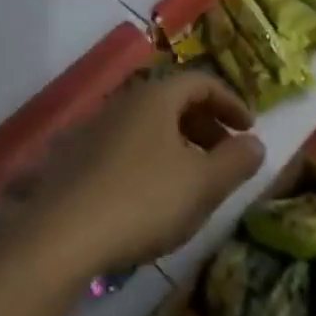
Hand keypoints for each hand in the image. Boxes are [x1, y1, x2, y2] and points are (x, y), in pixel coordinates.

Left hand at [16, 74, 265, 280]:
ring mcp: (93, 127)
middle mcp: (123, 101)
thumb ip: (235, 161)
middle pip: (172, 101)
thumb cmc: (142, 200)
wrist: (60, 233)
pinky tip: (147, 196)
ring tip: (190, 180)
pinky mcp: (72, 156)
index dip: (230, 102)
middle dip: (204, 125)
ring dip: (176, 144)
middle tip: (224, 156)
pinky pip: (122, 146)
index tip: (249, 129)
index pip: (201, 82)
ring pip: (147, 125)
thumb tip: (255, 143)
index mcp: (156, 97)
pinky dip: (147, 158)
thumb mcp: (202, 185)